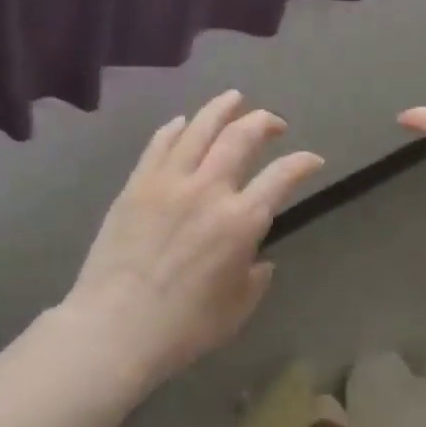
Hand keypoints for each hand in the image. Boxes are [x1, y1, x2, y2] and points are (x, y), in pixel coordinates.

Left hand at [67, 91, 323, 380]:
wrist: (113, 328)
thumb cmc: (182, 328)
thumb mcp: (236, 310)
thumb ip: (255, 279)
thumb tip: (259, 260)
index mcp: (240, 221)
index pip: (283, 176)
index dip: (303, 163)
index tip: (313, 160)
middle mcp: (208, 190)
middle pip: (241, 137)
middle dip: (264, 122)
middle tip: (274, 123)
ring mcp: (168, 182)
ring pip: (200, 128)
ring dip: (222, 108)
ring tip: (234, 98)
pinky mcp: (136, 185)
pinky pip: (159, 144)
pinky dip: (176, 127)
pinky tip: (184, 122)